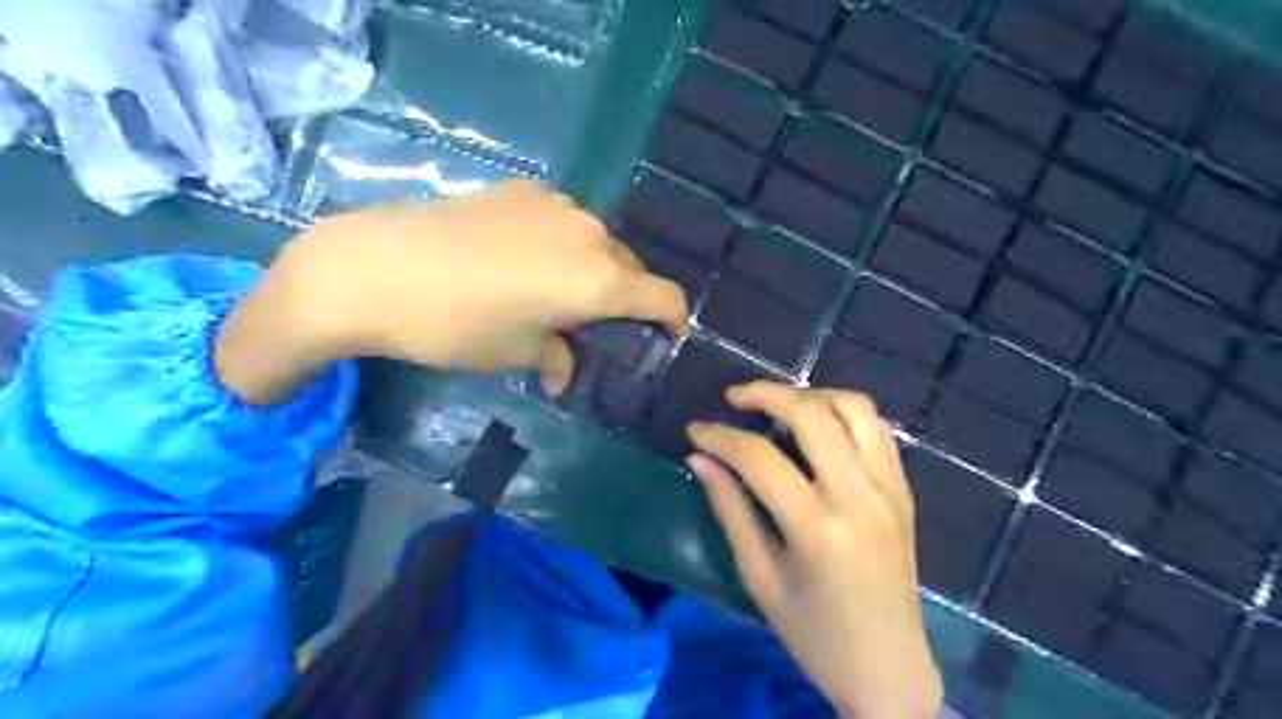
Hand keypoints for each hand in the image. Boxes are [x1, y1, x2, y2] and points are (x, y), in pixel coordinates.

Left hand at [217, 179, 689, 403]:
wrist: (374, 267)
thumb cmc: (455, 324)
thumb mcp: (513, 352)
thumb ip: (555, 357)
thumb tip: (562, 372)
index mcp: (600, 279)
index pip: (664, 297)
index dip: (673, 320)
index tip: (667, 337)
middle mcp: (590, 234)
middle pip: (630, 267)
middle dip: (626, 298)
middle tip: (598, 325)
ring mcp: (556, 204)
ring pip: (597, 242)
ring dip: (592, 269)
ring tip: (556, 292)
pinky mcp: (523, 188)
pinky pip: (562, 221)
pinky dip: (561, 245)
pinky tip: (523, 260)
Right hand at [691, 384, 937, 718]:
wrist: (889, 668)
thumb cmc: (814, 635)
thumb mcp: (759, 576)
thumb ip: (730, 509)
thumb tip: (700, 459)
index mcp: (818, 528)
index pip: (760, 458)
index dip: (721, 437)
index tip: (695, 431)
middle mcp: (859, 496)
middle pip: (811, 414)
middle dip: (765, 394)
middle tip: (733, 398)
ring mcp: (888, 488)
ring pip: (852, 408)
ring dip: (809, 395)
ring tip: (777, 405)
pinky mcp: (903, 489)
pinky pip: (875, 428)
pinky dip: (842, 412)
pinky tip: (817, 425)